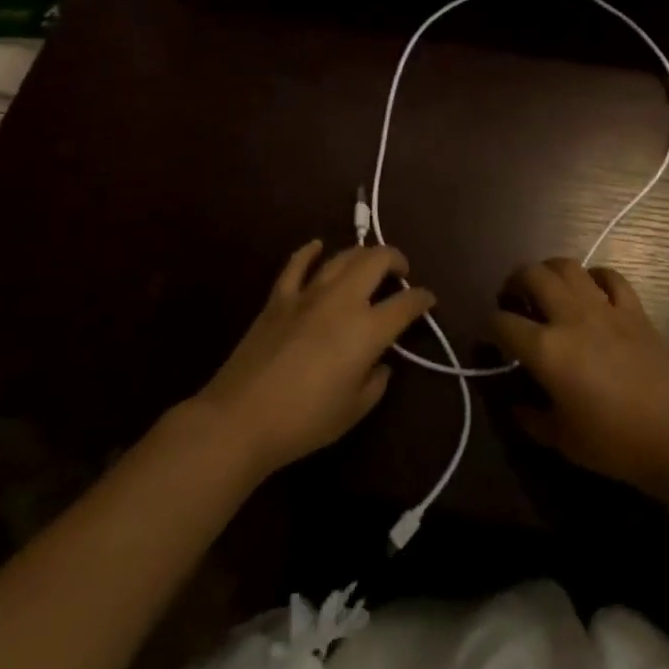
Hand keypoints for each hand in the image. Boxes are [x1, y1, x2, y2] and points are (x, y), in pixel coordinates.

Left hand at [193, 241, 434, 476]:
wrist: (240, 418)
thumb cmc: (304, 421)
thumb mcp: (353, 411)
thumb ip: (375, 382)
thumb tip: (380, 364)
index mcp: (367, 329)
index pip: (406, 303)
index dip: (422, 298)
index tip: (428, 300)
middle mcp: (342, 300)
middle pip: (376, 261)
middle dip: (395, 259)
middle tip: (401, 272)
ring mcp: (308, 294)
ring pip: (342, 257)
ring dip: (361, 254)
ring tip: (369, 264)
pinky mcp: (278, 298)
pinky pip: (296, 265)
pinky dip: (309, 252)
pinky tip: (317, 247)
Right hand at [492, 257, 668, 495]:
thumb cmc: (612, 443)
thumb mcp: (561, 439)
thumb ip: (532, 417)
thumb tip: (518, 403)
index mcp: (546, 349)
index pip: (502, 323)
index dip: (489, 326)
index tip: (491, 336)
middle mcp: (570, 317)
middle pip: (532, 275)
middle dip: (515, 281)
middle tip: (515, 297)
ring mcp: (604, 308)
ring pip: (568, 266)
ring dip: (550, 270)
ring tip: (548, 286)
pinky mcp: (633, 310)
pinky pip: (611, 277)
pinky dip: (595, 276)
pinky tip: (592, 288)